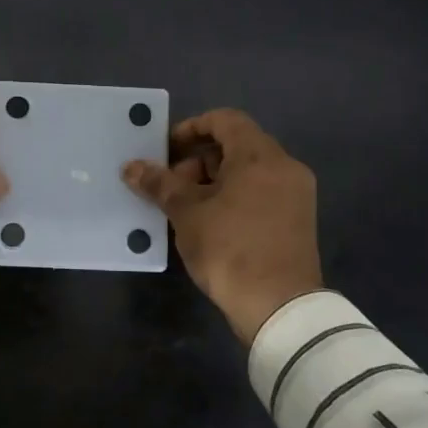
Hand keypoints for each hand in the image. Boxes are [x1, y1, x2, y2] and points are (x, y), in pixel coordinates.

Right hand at [123, 108, 322, 346]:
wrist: (279, 308)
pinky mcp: (296, 221)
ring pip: (248, 172)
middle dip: (198, 161)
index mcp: (261, 156)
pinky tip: (208, 223)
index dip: (191, 128)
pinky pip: (260, 194)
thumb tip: (131, 167)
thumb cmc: (230, 249)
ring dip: (213, 182)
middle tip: (170, 185)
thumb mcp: (187, 213)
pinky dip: (233, 198)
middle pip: (236, 146)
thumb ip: (160, 184)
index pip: (225, 120)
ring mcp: (295, 196)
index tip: (166, 150)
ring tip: (184, 208)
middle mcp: (285, 167)